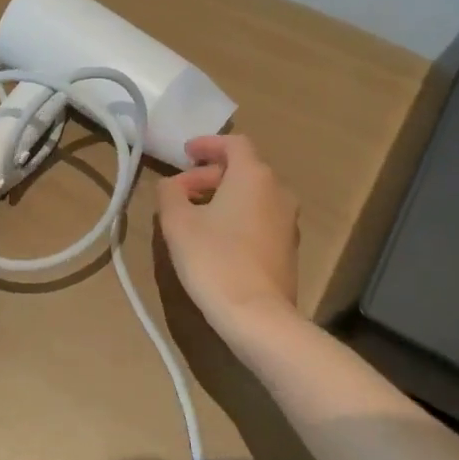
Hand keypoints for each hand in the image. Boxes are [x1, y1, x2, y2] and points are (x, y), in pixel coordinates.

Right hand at [155, 134, 299, 337]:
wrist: (257, 315)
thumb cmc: (213, 260)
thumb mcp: (177, 223)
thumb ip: (170, 193)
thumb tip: (173, 185)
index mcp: (254, 176)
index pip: (234, 144)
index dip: (208, 145)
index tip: (186, 154)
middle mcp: (278, 191)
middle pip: (243, 169)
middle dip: (210, 175)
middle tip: (181, 192)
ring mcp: (288, 221)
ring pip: (253, 195)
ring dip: (224, 196)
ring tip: (195, 215)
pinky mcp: (289, 248)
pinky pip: (260, 218)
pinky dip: (238, 216)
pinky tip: (216, 238)